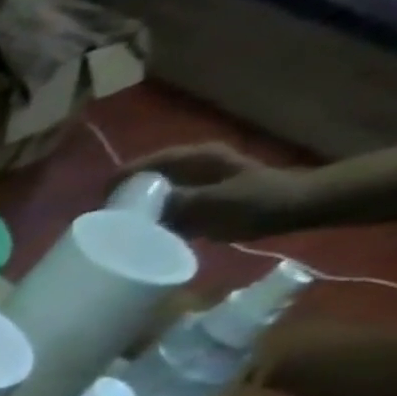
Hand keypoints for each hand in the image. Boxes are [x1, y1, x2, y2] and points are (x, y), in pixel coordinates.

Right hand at [123, 143, 307, 241]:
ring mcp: (191, 185)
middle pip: (141, 182)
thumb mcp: (213, 202)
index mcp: (191, 159)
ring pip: (150, 197)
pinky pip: (163, 210)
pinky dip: (151, 222)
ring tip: (118, 232)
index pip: (141, 166)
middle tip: (105, 224)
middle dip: (122, 201)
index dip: (116, 184)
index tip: (99, 207)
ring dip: (135, 214)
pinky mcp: (195, 201)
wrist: (297, 207)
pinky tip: (142, 236)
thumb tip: (132, 212)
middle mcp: (187, 168)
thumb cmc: (258, 200)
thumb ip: (174, 203)